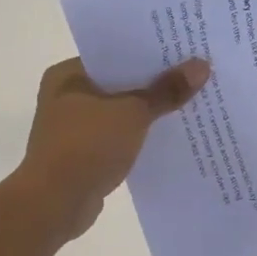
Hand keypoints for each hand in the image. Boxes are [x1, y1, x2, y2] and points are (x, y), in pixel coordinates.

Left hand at [8, 56, 210, 243]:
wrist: (54, 204)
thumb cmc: (87, 146)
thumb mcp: (133, 113)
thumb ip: (167, 90)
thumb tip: (202, 65)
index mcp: (68, 75)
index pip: (115, 55)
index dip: (150, 53)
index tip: (183, 50)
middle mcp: (66, 97)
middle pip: (121, 83)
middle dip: (155, 83)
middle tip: (195, 74)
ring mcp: (73, 128)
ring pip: (121, 112)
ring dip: (149, 112)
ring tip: (191, 103)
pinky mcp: (83, 155)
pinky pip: (119, 137)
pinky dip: (140, 137)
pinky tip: (170, 137)